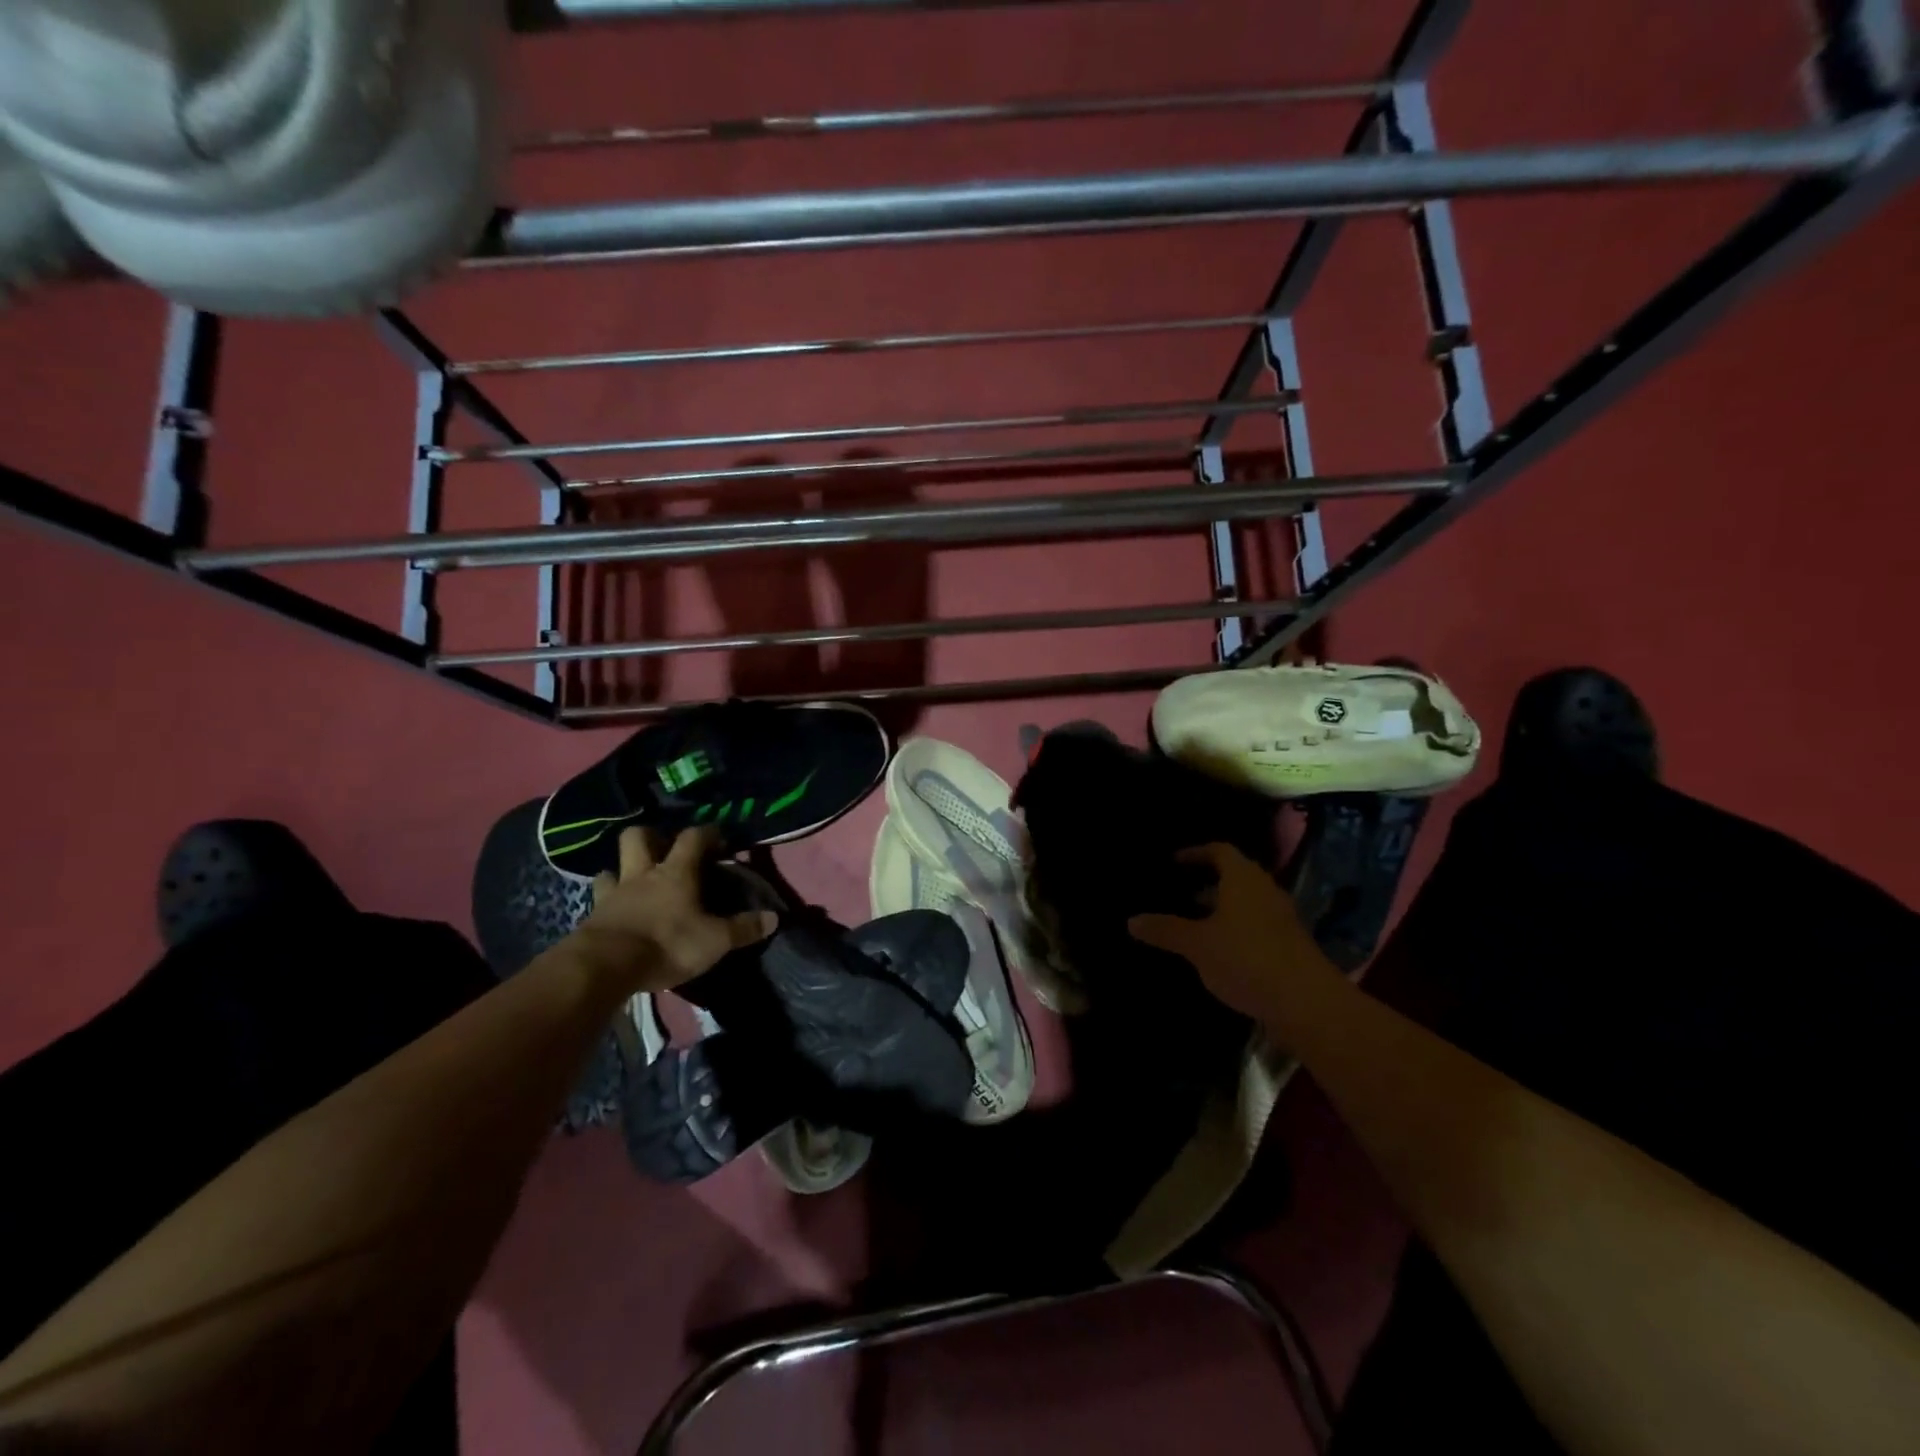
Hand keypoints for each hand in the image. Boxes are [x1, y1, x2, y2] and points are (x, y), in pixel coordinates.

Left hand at [571, 826, 777, 992]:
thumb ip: (743, 928)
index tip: (719, 838)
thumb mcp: (715, 940)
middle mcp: (642, 874)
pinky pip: (599, 899)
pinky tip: (617, 912)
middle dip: (651, 836)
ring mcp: (613, 894)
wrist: (604, 966)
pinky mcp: (592, 917)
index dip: (707, 832)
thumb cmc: (667, 944)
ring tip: (636, 882)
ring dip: (622, 870)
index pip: (692, 837)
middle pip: (638, 837)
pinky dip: (608, 901)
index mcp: (676, 872)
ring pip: (612, 867)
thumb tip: (774, 917)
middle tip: (664, 851)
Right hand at [1127, 842, 1330, 1018]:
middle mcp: (1265, 891)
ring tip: (1192, 923)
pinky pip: (1255, 926)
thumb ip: (1165, 929)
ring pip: (1245, 903)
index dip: (1196, 853)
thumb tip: (1131, 920)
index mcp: (1243, 879)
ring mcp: (1281, 919)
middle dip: (1206, 883)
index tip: (1174, 862)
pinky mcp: (1289, 946)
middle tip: (1178, 893)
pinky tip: (1217, 951)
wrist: (1308, 1004)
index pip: (1219, 851)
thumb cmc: (1246, 959)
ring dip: (1221, 908)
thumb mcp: (1196, 944)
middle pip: (1234, 876)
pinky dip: (1235, 929)